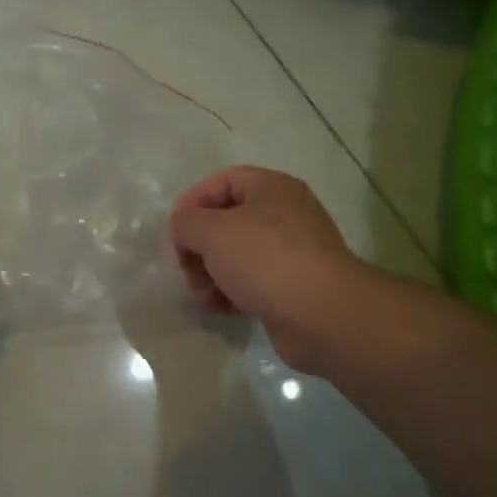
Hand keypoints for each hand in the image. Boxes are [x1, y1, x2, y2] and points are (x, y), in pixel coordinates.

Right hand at [169, 166, 362, 370]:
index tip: (174, 232)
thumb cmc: (265, 260)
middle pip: (227, 222)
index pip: (223, 181)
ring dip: (211, 274)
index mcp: (272, 188)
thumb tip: (184, 228)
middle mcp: (285, 214)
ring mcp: (291, 252)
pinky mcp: (292, 287)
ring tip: (204, 296)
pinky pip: (252, 283)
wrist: (321, 315)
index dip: (193, 202)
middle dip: (199, 247)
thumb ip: (187, 223)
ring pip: (237, 256)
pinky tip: (221, 309)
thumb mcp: (213, 231)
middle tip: (187, 270)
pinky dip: (231, 293)